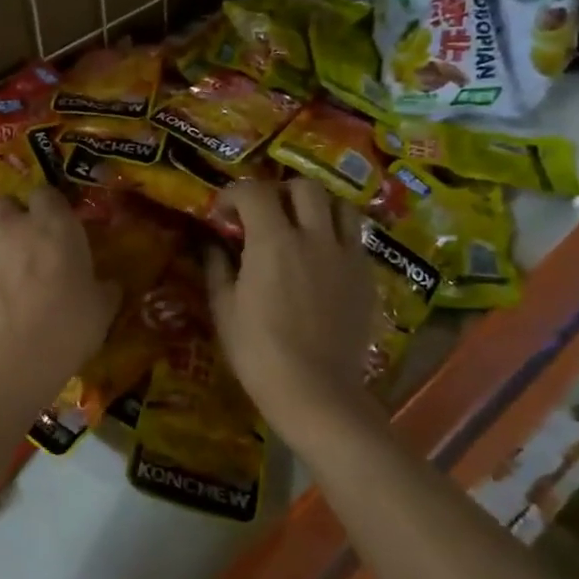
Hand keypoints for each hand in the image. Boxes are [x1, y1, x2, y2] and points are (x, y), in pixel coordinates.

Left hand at [0, 186, 118, 391]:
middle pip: (7, 205)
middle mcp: (14, 228)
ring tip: (11, 288)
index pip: (47, 194)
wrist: (11, 359)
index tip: (58, 228)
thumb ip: (104, 288)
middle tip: (29, 248)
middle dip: (15, 219)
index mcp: (54, 225)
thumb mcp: (102, 309)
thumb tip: (107, 285)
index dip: (51, 208)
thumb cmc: (68, 325)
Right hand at [207, 180, 386, 438]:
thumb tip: (213, 245)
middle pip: (304, 187)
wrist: (315, 391)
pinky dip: (336, 235)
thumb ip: (218, 267)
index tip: (223, 214)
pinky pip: (355, 238)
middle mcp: (314, 237)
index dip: (234, 194)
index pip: (254, 191)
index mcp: (273, 242)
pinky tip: (321, 259)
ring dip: (316, 207)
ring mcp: (346, 255)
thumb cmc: (258, 351)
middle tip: (264, 215)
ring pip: (339, 205)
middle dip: (279, 192)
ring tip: (300, 227)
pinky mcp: (366, 276)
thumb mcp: (224, 309)